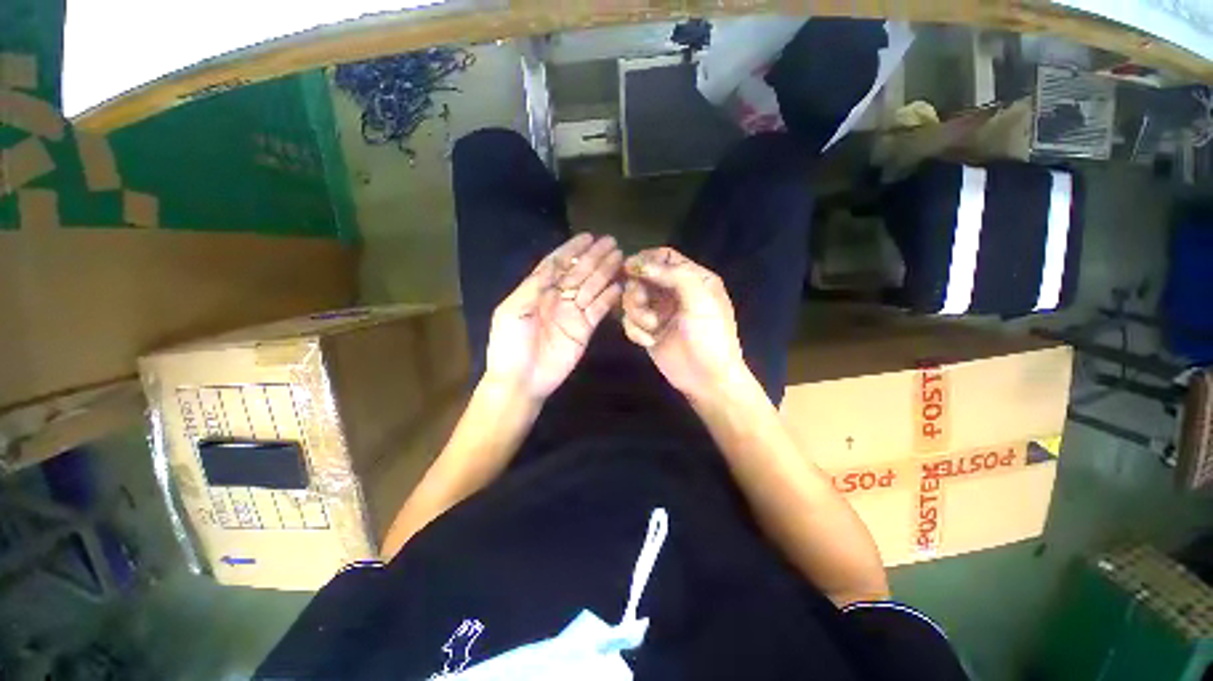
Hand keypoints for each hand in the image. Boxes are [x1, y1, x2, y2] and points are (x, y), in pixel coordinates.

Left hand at [485, 234, 623, 400]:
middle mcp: (557, 298)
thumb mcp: (513, 310)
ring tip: (619, 257)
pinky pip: (599, 309)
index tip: (587, 237)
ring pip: (591, 287)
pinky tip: (619, 285)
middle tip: (612, 242)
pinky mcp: (585, 329)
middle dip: (594, 257)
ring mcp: (572, 314)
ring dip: (605, 272)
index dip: (572, 250)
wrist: (521, 380)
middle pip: (578, 272)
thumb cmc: (510, 344)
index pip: (557, 264)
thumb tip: (555, 264)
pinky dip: (609, 297)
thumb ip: (534, 286)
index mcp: (537, 290)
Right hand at [620, 247, 747, 399]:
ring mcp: (659, 312)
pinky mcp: (648, 331)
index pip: (664, 257)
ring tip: (651, 327)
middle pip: (642, 277)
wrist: (708, 379)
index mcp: (693, 279)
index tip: (628, 267)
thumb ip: (673, 275)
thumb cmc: (710, 336)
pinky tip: (648, 342)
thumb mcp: (700, 299)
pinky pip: (629, 321)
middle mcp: (674, 292)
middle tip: (640, 303)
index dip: (645, 260)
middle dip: (637, 290)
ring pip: (632, 299)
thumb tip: (638, 263)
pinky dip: (634, 330)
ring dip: (635, 312)